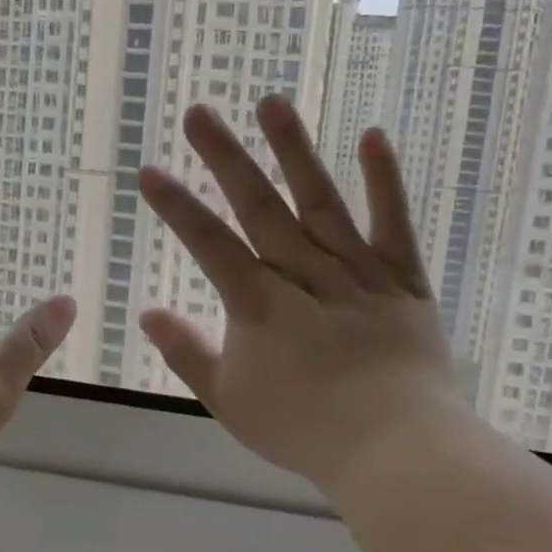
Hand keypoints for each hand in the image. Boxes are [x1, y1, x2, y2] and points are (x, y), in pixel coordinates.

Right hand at [138, 96, 469, 491]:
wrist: (397, 449)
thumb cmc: (306, 430)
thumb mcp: (231, 402)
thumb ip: (188, 354)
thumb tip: (148, 313)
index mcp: (260, 305)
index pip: (209, 244)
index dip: (177, 207)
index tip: (150, 170)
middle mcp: (305, 274)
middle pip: (259, 208)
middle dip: (225, 159)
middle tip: (199, 112)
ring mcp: (358, 271)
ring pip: (320, 202)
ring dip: (294, 151)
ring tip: (271, 102)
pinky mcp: (403, 278)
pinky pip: (394, 224)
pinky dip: (385, 181)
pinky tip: (373, 136)